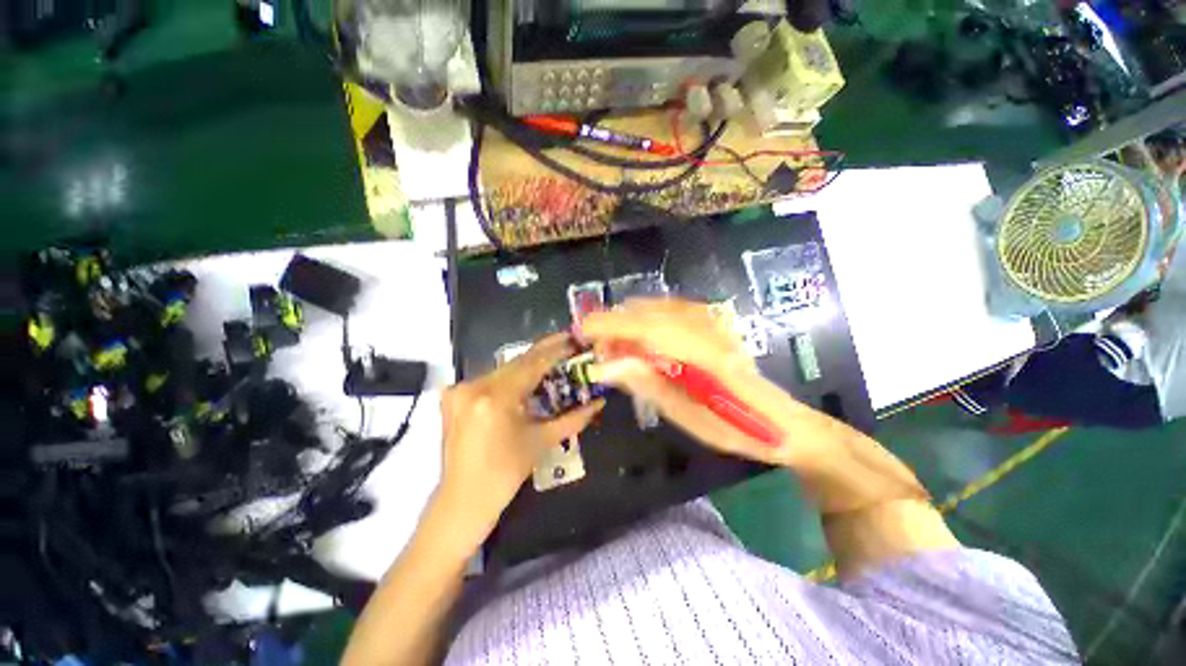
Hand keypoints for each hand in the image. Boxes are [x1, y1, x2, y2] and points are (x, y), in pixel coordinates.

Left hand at [435, 334, 603, 548]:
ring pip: (503, 369)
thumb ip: (573, 419)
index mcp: (497, 397)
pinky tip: (524, 379)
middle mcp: (475, 386)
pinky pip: (489, 379)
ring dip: (527, 366)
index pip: (533, 364)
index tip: (573, 339)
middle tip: (566, 346)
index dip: (555, 350)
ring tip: (550, 362)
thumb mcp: (542, 442)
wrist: (463, 500)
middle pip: (517, 362)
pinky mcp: (453, 396)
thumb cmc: (506, 473)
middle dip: (543, 354)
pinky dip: (509, 377)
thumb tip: (599, 403)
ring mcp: (460, 389)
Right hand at [582, 298, 840, 467]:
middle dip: (616, 322)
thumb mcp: (688, 418)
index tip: (581, 330)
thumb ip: (648, 385)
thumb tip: (605, 365)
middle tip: (595, 344)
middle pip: (652, 312)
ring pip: (661, 306)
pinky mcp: (717, 322)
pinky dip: (649, 315)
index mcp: (705, 358)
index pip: (649, 329)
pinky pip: (674, 308)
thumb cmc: (735, 429)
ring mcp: (716, 323)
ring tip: (614, 342)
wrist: (783, 422)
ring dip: (631, 319)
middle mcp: (711, 330)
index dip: (611, 325)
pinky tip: (641, 333)